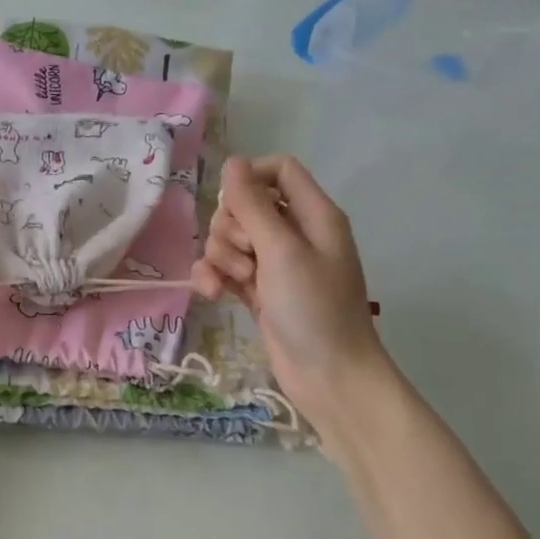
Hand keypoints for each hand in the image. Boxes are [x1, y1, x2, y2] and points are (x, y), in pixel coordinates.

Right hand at [190, 155, 389, 438]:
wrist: (328, 376)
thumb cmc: (314, 308)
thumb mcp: (281, 251)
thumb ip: (253, 205)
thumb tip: (231, 162)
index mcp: (314, 215)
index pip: (279, 170)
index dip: (250, 179)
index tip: (232, 202)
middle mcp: (294, 233)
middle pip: (246, 205)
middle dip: (231, 226)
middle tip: (245, 254)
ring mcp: (274, 264)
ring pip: (230, 238)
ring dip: (221, 256)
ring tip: (237, 281)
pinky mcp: (258, 291)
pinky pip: (225, 269)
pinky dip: (214, 277)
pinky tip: (211, 294)